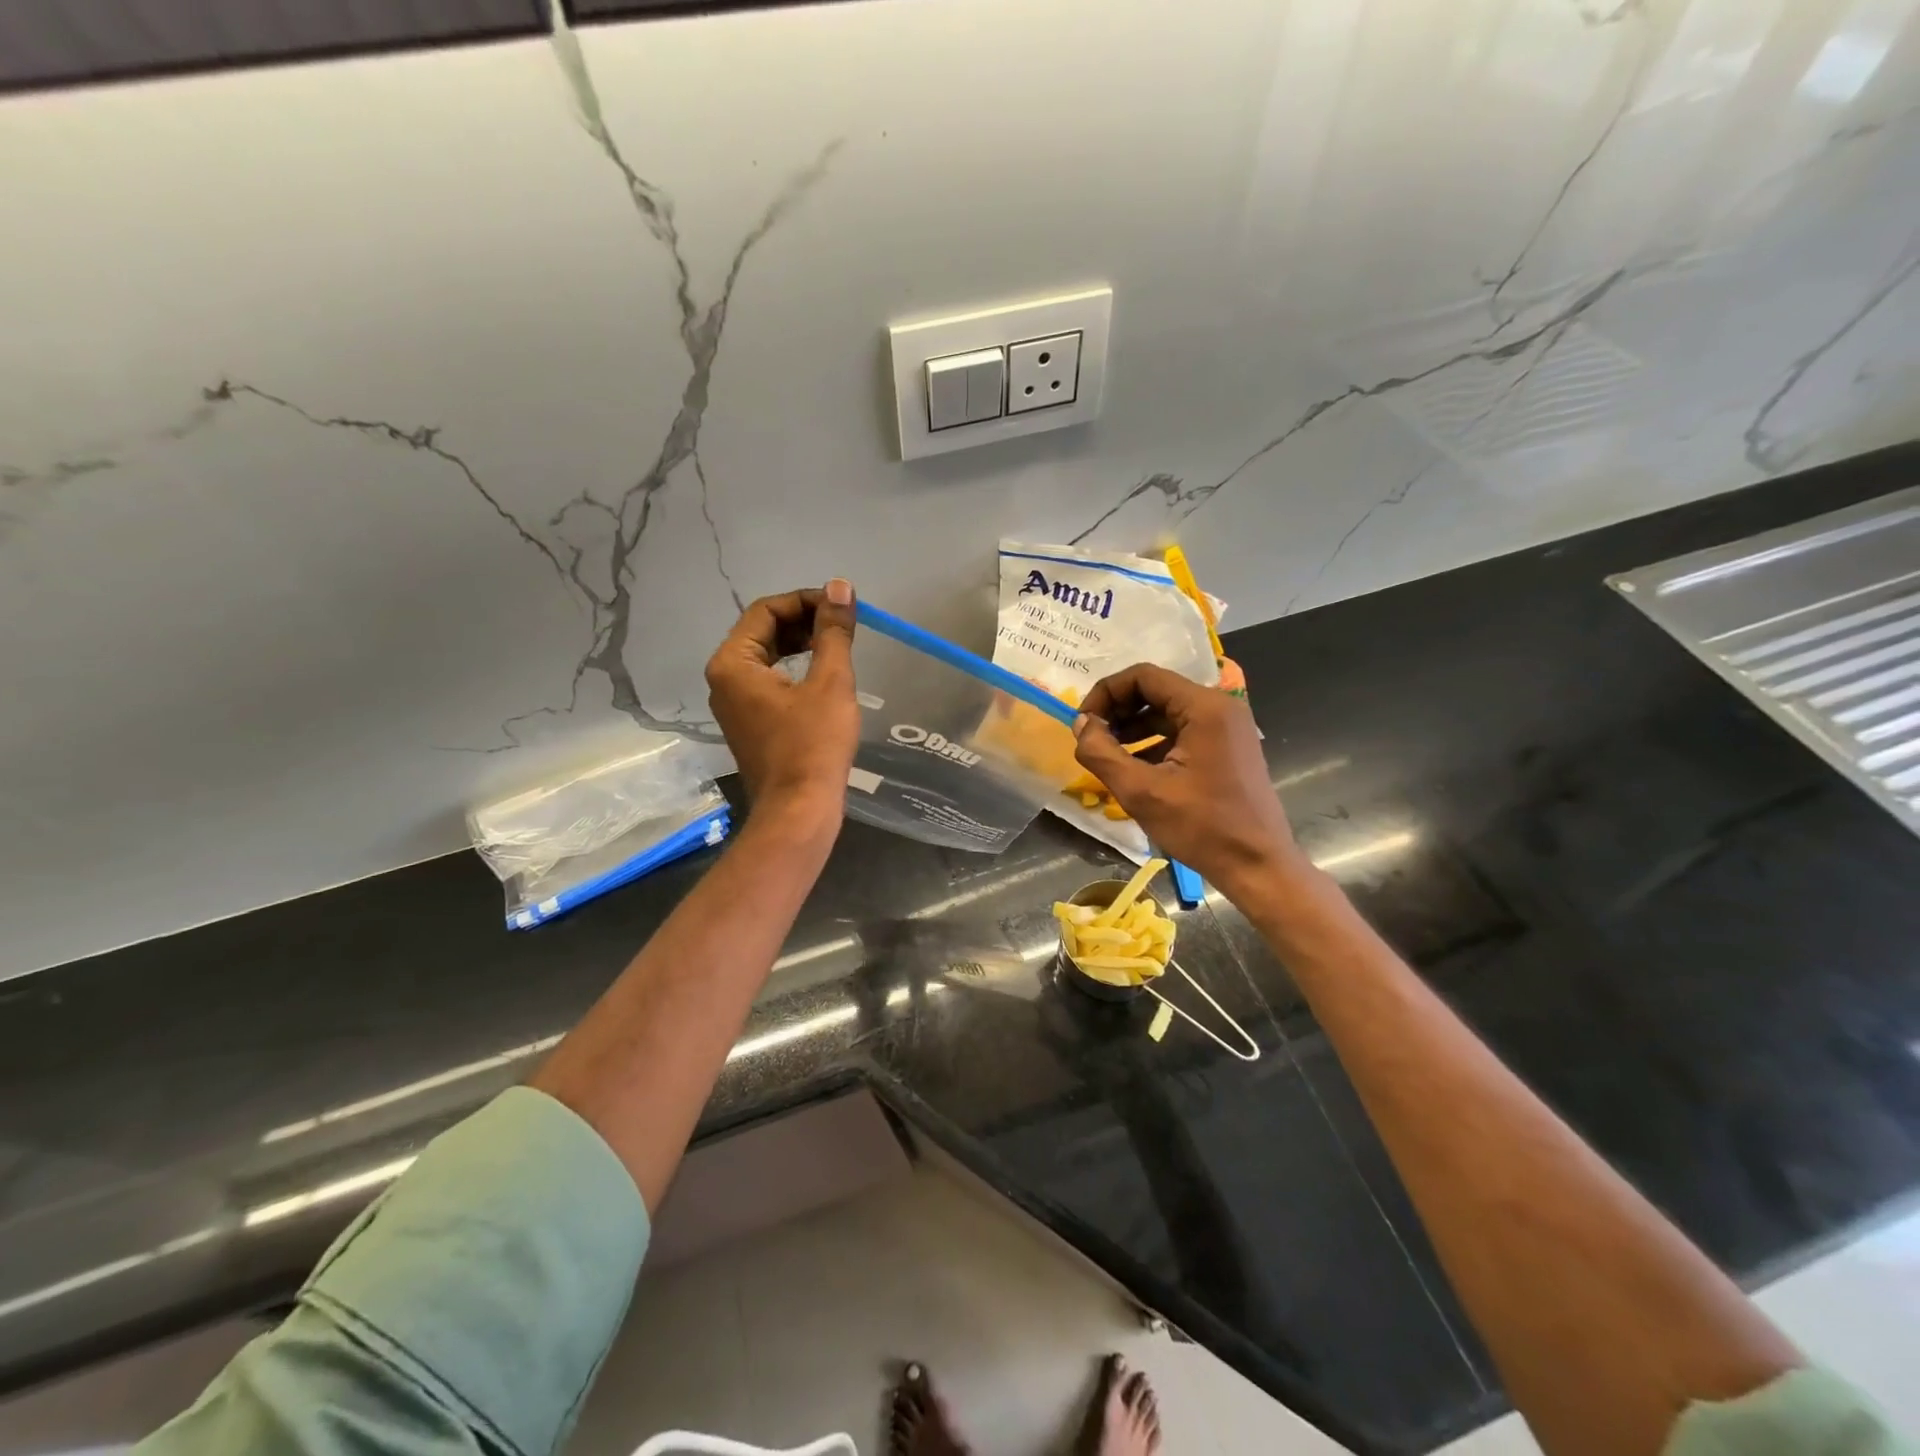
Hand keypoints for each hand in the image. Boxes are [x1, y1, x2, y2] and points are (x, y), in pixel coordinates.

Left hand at [705, 581, 859, 831]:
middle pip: (763, 631)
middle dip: (804, 621)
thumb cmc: (813, 744)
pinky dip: (796, 670)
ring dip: (802, 644)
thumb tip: (840, 587)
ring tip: (839, 645)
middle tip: (843, 624)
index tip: (842, 606)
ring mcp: (734, 704)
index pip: (766, 610)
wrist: (799, 811)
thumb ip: (833, 631)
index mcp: (733, 663)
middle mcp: (724, 679)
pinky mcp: (749, 723)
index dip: (806, 601)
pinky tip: (825, 675)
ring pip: (767, 656)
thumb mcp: (830, 682)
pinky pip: (769, 681)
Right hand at [1073, 663, 1301, 894]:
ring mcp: (1227, 727)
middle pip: (1156, 690)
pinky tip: (1135, 768)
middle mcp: (1220, 707)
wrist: (1258, 865)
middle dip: (1119, 710)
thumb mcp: (1141, 791)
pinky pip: (1182, 730)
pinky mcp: (1227, 747)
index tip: (1084, 723)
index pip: (1143, 676)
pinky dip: (1154, 741)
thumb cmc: (1202, 827)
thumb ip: (1101, 752)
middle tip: (1093, 739)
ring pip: (1168, 711)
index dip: (1106, 693)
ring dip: (1134, 726)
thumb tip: (1081, 724)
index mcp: (1204, 707)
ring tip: (1108, 754)